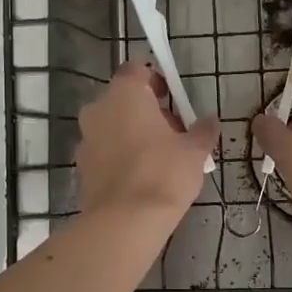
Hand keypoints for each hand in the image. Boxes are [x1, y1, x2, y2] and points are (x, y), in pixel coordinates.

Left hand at [76, 60, 216, 220]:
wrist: (125, 222)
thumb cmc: (164, 174)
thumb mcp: (195, 151)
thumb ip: (203, 130)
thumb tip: (209, 121)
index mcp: (124, 94)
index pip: (136, 69)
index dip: (154, 79)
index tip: (171, 97)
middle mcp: (98, 109)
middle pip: (123, 99)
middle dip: (146, 110)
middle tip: (172, 132)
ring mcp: (85, 138)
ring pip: (111, 125)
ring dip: (131, 133)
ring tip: (158, 158)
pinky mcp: (81, 166)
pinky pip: (104, 151)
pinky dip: (119, 156)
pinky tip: (140, 177)